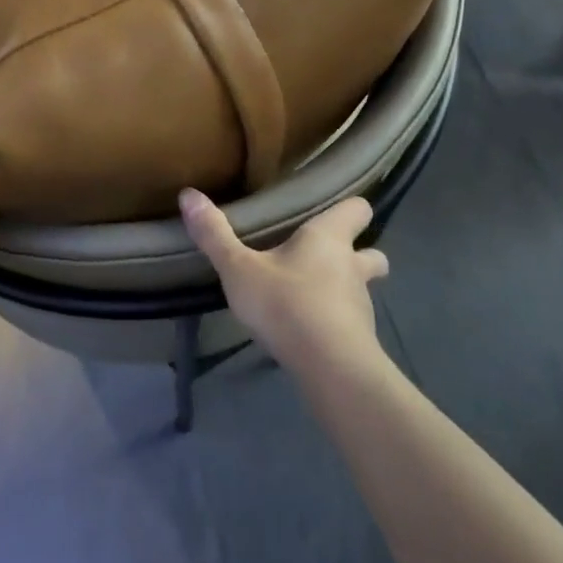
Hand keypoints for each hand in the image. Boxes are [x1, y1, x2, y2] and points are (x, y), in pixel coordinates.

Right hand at [179, 188, 389, 374]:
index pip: (358, 208)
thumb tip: (189, 194)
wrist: (330, 368)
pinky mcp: (361, 338)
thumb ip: (215, 235)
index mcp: (329, 238)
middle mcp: (352, 266)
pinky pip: (352, 321)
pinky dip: (337, 322)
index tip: (332, 211)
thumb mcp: (239, 269)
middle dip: (358, 253)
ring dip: (345, 289)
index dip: (349, 208)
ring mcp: (361, 304)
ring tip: (312, 297)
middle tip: (325, 258)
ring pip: (362, 288)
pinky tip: (311, 331)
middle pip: (373, 253)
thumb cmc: (286, 303)